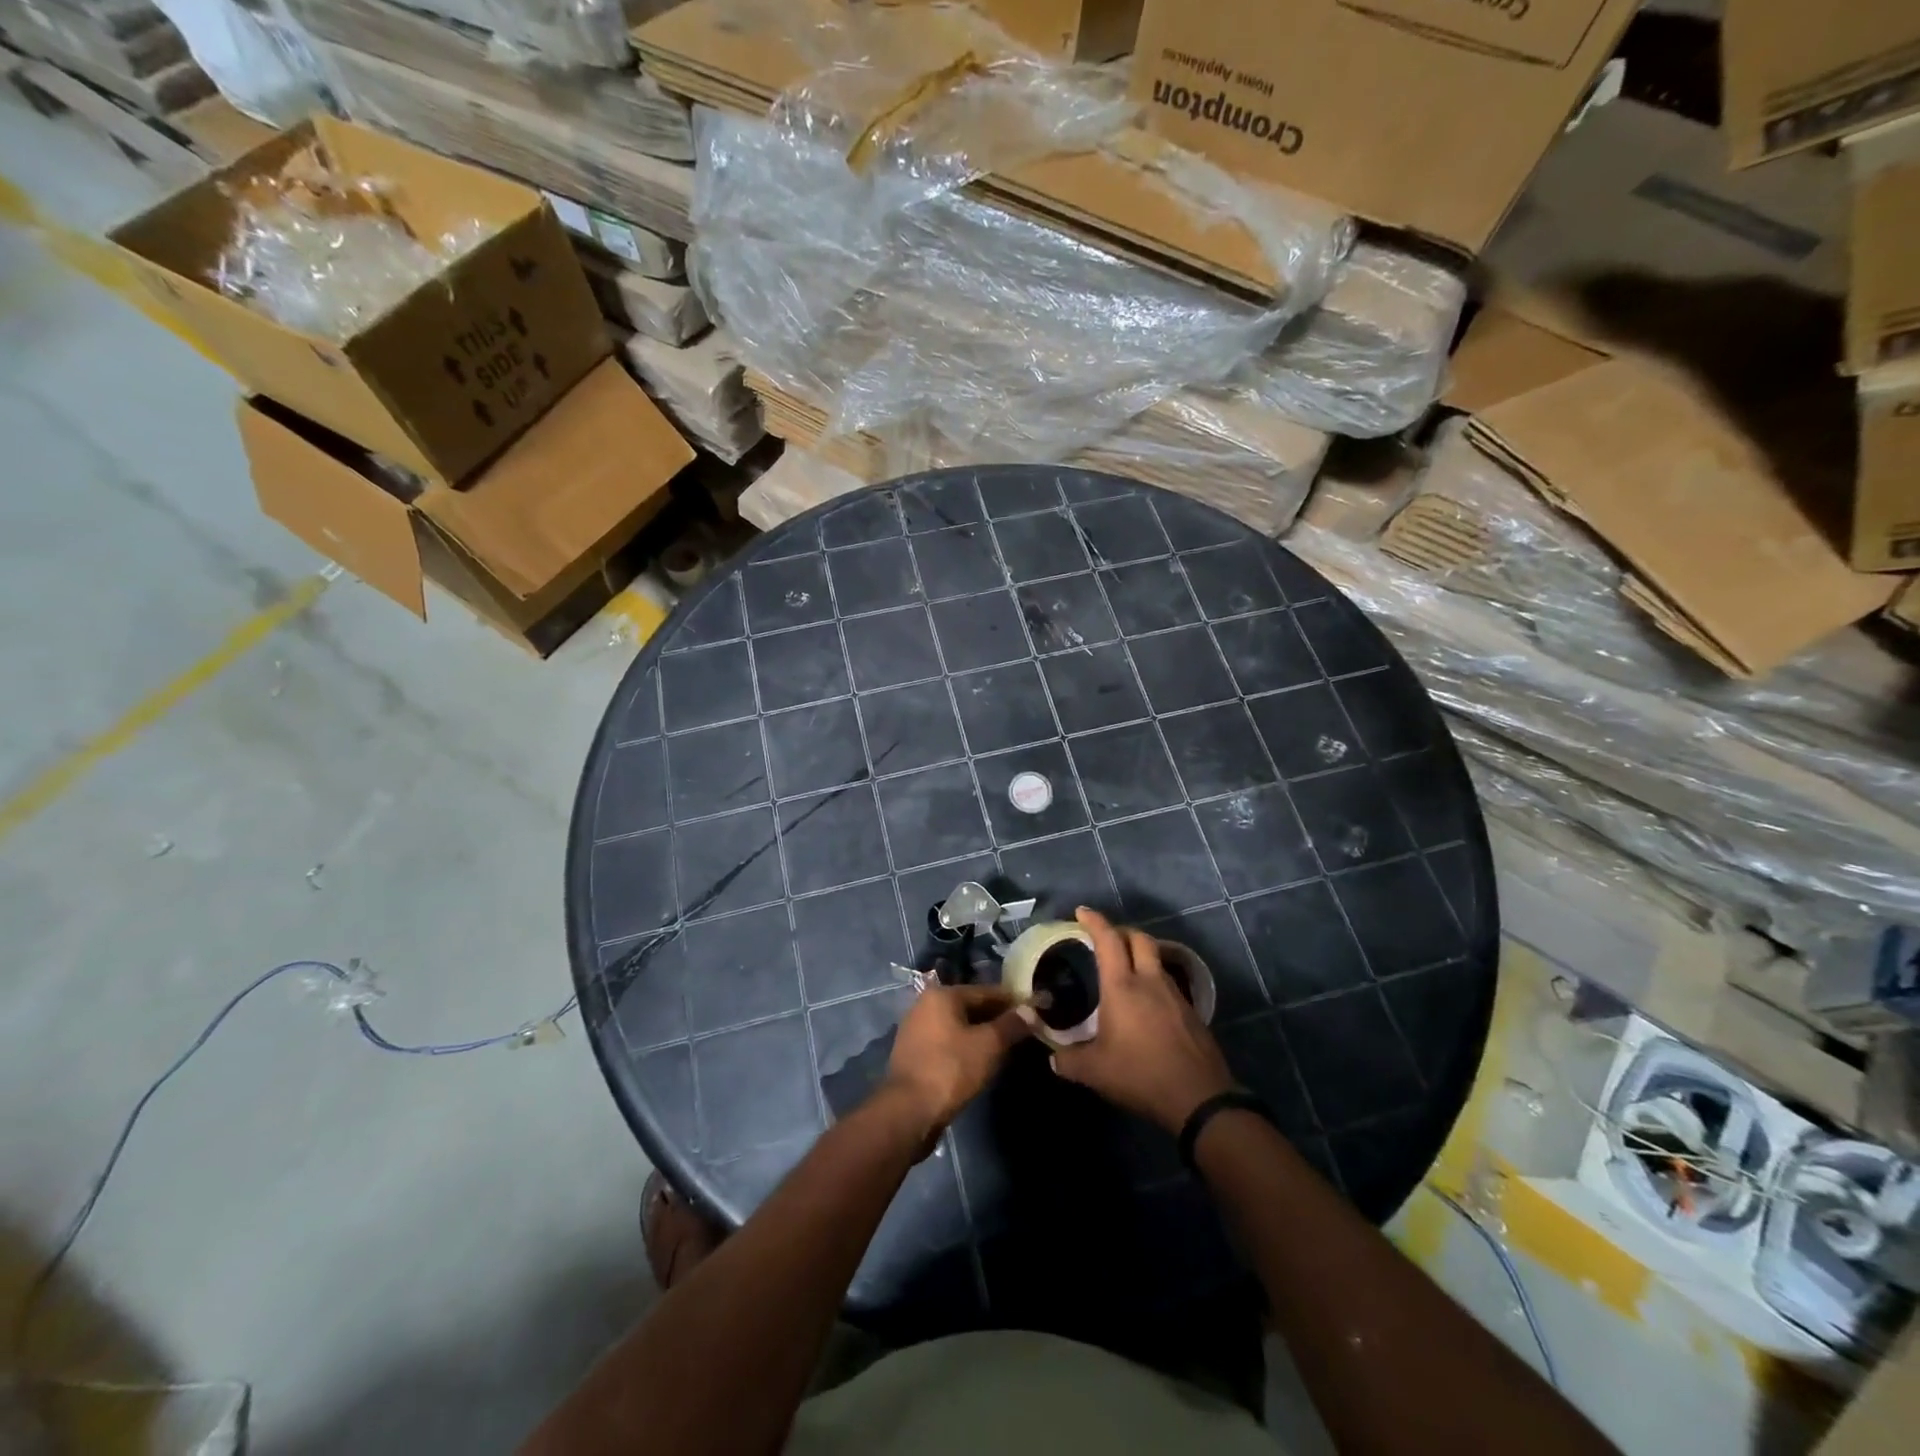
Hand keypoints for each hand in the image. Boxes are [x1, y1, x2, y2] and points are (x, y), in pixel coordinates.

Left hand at [882, 984, 1029, 1135]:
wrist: (908, 1111)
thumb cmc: (951, 1069)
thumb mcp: (989, 1045)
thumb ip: (1011, 1025)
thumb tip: (1031, 1010)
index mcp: (942, 995)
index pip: (986, 991)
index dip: (1012, 1002)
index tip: (1034, 1011)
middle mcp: (925, 1004)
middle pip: (970, 1006)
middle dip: (996, 1018)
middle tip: (1022, 1032)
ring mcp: (916, 1029)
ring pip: (958, 1025)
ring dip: (980, 1034)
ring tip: (1004, 1048)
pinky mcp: (913, 1053)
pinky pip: (946, 1042)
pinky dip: (964, 1047)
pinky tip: (979, 1061)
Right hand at [1051, 907, 1235, 1132]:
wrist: (1199, 1099)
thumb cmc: (1140, 1075)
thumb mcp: (1095, 1072)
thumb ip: (1069, 1061)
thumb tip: (1052, 1059)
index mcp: (1122, 986)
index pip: (1108, 940)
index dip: (1094, 921)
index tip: (1082, 912)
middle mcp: (1150, 981)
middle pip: (1139, 938)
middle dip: (1121, 931)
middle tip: (1105, 939)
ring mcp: (1175, 995)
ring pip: (1157, 959)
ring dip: (1140, 955)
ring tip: (1125, 970)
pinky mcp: (1191, 1012)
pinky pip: (1169, 983)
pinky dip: (1154, 980)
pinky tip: (1147, 1002)